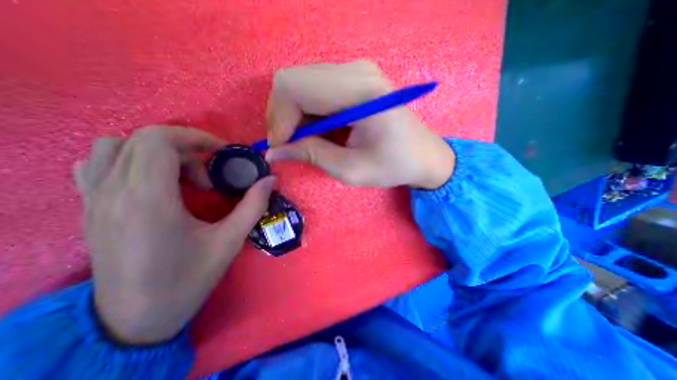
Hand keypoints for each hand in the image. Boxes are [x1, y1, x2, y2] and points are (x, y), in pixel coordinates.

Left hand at [75, 125, 274, 344]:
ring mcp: (94, 200)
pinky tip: (153, 180)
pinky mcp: (90, 209)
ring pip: (114, 147)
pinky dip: (128, 160)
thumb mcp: (230, 241)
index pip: (159, 140)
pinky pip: (97, 165)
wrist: (135, 319)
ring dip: (156, 151)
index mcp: (149, 200)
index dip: (195, 137)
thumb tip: (270, 180)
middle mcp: (114, 193)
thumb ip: (253, 205)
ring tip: (183, 174)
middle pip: (141, 139)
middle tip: (209, 171)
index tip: (221, 153)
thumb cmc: (188, 279)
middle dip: (184, 146)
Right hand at [264, 59, 454, 188]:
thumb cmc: (393, 165)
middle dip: (282, 116)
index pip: (295, 87)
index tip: (280, 148)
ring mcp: (356, 71)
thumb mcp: (351, 169)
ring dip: (293, 115)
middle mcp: (356, 71)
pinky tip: (316, 131)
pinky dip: (306, 112)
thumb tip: (273, 152)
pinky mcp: (354, 79)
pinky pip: (314, 89)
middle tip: (287, 145)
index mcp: (361, 91)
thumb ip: (311, 155)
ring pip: (301, 83)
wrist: (423, 155)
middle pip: (293, 80)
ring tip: (302, 141)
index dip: (279, 119)